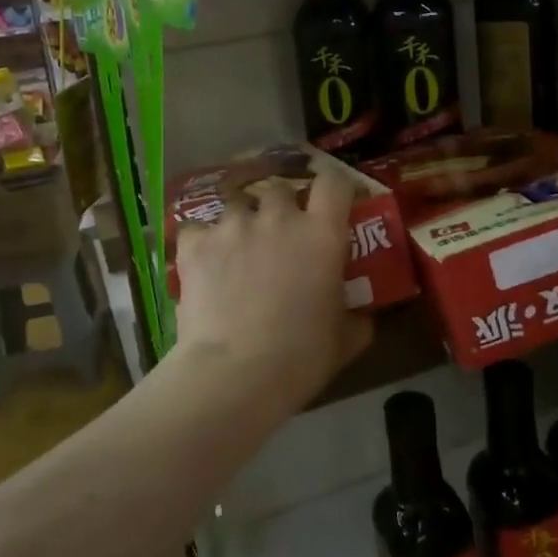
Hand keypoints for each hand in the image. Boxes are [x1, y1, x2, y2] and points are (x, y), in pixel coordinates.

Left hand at [172, 167, 373, 406]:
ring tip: (238, 250)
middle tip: (280, 236)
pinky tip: (203, 262)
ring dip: (242, 222)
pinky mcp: (196, 244)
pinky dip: (202, 241)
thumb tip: (361, 316)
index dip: (333, 187)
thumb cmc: (301, 357)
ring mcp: (233, 226)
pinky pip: (198, 228)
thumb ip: (356, 318)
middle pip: (280, 189)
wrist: (235, 374)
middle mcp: (278, 217)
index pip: (333, 182)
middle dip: (281, 207)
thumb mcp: (345, 341)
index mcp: (321, 233)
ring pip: (237, 205)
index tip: (331, 203)